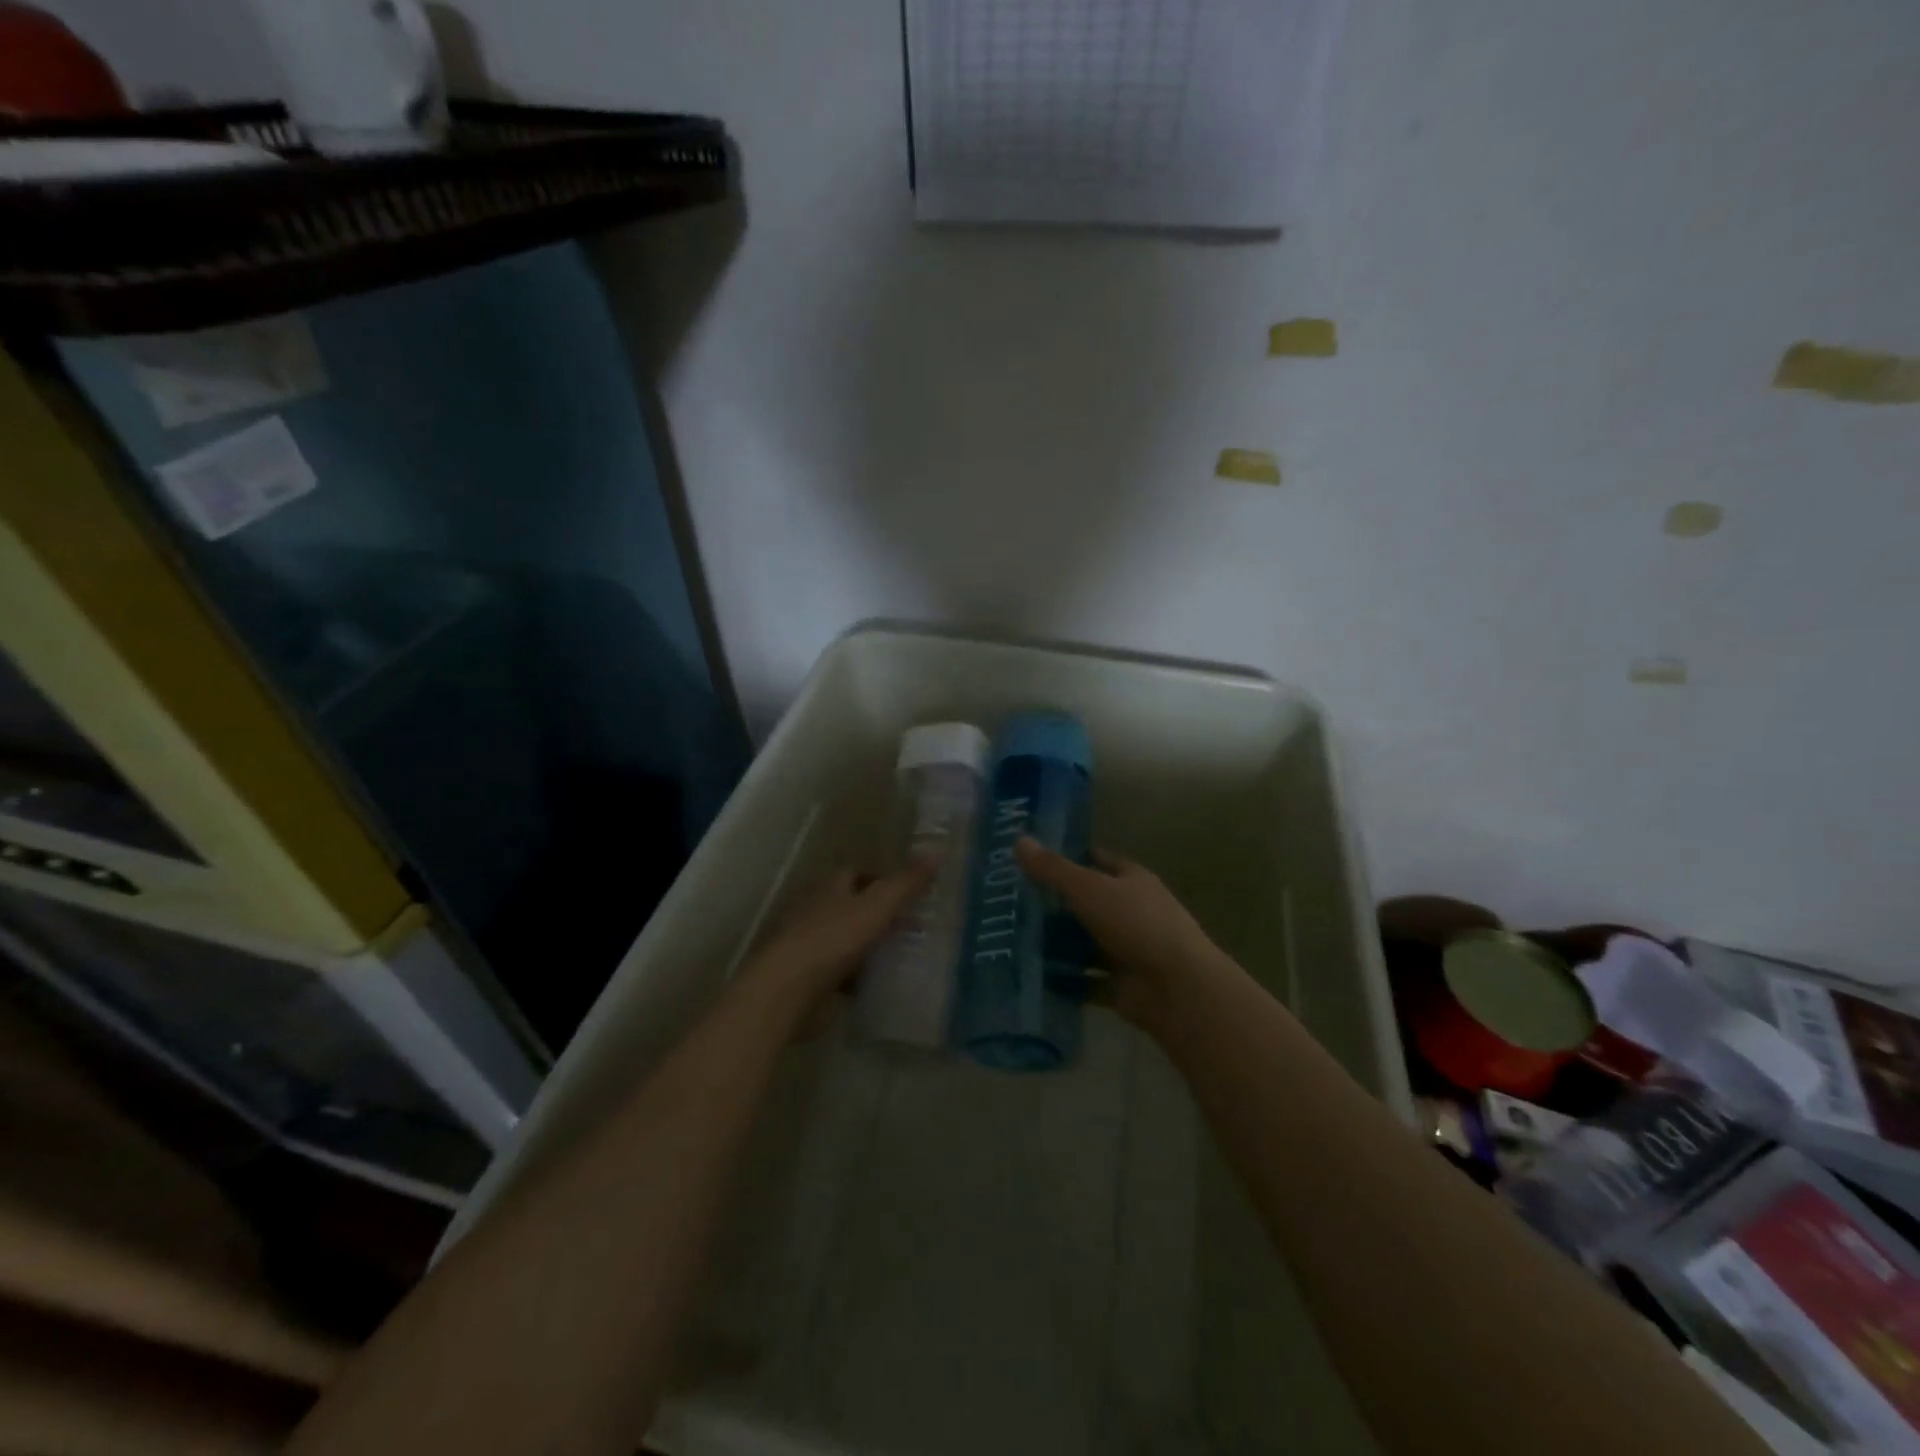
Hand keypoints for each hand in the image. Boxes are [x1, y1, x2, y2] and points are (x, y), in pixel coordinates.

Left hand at [743, 864, 934, 1008]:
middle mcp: (813, 909)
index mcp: (828, 885)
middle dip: (877, 916)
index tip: (910, 897)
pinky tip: (874, 987)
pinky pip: (836, 973)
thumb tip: (939, 851)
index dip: (883, 881)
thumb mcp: (878, 905)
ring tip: (899, 959)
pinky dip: (854, 978)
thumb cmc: (832, 938)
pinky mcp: (803, 978)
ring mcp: (805, 944)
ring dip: (866, 948)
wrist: (785, 990)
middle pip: (850, 906)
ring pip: (843, 940)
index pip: (857, 873)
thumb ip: (907, 882)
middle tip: (911, 929)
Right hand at [1015, 838, 1227, 1030]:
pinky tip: (1032, 976)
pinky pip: (1086, 980)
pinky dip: (1064, 980)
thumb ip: (1053, 868)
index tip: (1035, 860)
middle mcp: (1132, 912)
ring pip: (1085, 943)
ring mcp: (1128, 951)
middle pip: (1089, 903)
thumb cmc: (1136, 924)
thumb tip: (1019, 839)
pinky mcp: (1121, 986)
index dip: (1072, 857)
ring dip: (1057, 944)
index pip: (1100, 861)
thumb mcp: (1089, 888)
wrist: (1177, 988)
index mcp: (1132, 881)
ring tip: (1013, 940)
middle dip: (1056, 905)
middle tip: (1013, 903)